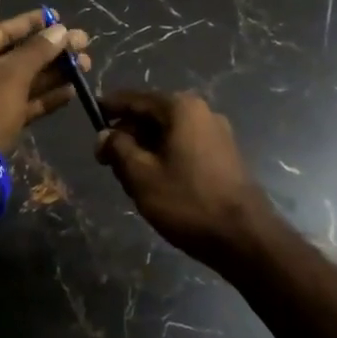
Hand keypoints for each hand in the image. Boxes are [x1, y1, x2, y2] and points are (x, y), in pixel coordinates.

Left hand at [0, 10, 91, 155]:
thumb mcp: (11, 77)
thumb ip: (37, 51)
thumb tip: (61, 30)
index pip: (3, 31)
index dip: (33, 23)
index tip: (59, 16)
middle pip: (15, 56)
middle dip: (50, 51)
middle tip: (83, 45)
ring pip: (21, 81)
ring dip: (52, 74)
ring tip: (85, 66)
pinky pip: (21, 103)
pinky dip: (44, 97)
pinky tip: (71, 92)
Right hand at [95, 91, 268, 264]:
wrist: (245, 238)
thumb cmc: (188, 202)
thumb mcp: (141, 175)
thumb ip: (118, 148)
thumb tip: (105, 134)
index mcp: (181, 108)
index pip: (135, 99)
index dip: (109, 108)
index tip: (90, 117)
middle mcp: (202, 111)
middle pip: (152, 115)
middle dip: (127, 134)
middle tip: (107, 161)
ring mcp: (217, 133)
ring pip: (168, 133)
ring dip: (145, 149)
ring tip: (129, 177)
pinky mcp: (225, 155)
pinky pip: (184, 146)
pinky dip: (165, 157)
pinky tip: (155, 183)